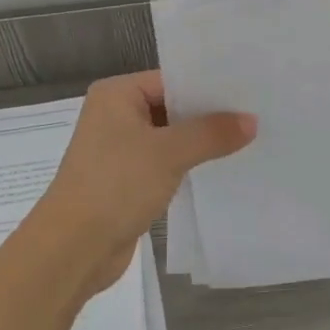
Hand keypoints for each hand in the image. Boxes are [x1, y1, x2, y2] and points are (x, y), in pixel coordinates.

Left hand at [30, 71, 255, 292]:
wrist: (73, 249)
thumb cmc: (116, 185)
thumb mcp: (169, 153)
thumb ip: (212, 133)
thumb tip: (251, 121)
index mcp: (116, 95)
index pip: (171, 80)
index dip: (209, 87)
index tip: (248, 92)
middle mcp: (115, 116)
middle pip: (172, 107)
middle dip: (209, 116)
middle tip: (256, 114)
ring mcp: (119, 150)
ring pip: (170, 138)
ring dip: (201, 143)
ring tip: (248, 140)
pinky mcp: (126, 180)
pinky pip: (164, 163)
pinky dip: (188, 165)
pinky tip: (221, 169)